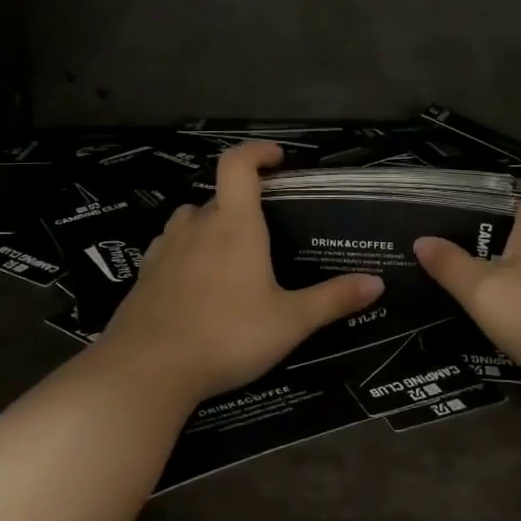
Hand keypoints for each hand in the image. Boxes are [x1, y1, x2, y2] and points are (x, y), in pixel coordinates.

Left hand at [100, 141, 384, 405]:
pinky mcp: (143, 276)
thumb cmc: (227, 334)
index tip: (278, 158)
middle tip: (266, 231)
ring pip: (190, 221)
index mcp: (234, 225)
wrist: (147, 369)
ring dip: (210, 226)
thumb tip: (377, 282)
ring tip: (230, 256)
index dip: (257, 151)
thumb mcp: (290, 321)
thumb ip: (333, 299)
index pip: (238, 164)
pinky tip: (196, 284)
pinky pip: (169, 250)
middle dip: (242, 204)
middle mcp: (197, 226)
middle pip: (218, 196)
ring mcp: (165, 250)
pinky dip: (186, 254)